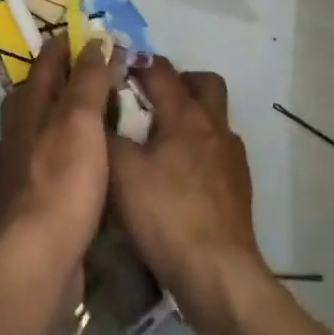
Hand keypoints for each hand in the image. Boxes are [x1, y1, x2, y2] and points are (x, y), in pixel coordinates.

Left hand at [0, 35, 113, 266]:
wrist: (37, 257)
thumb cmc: (61, 181)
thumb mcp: (79, 122)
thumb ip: (87, 81)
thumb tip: (94, 40)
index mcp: (27, 105)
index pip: (48, 61)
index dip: (69, 44)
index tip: (95, 34)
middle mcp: (20, 129)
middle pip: (43, 91)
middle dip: (69, 76)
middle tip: (106, 69)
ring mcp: (25, 163)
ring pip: (49, 124)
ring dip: (73, 111)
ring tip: (107, 108)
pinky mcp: (36, 194)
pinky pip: (57, 156)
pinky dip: (76, 145)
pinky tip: (96, 156)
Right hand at [107, 58, 260, 304]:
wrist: (217, 273)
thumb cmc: (164, 214)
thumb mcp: (119, 171)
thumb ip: (105, 135)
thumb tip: (95, 113)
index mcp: (185, 115)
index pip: (161, 70)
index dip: (136, 61)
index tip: (114, 64)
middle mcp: (214, 128)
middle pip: (204, 84)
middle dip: (178, 81)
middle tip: (148, 97)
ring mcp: (231, 158)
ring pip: (213, 119)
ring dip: (189, 117)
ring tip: (158, 139)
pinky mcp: (238, 188)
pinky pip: (217, 152)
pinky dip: (197, 151)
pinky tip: (176, 176)